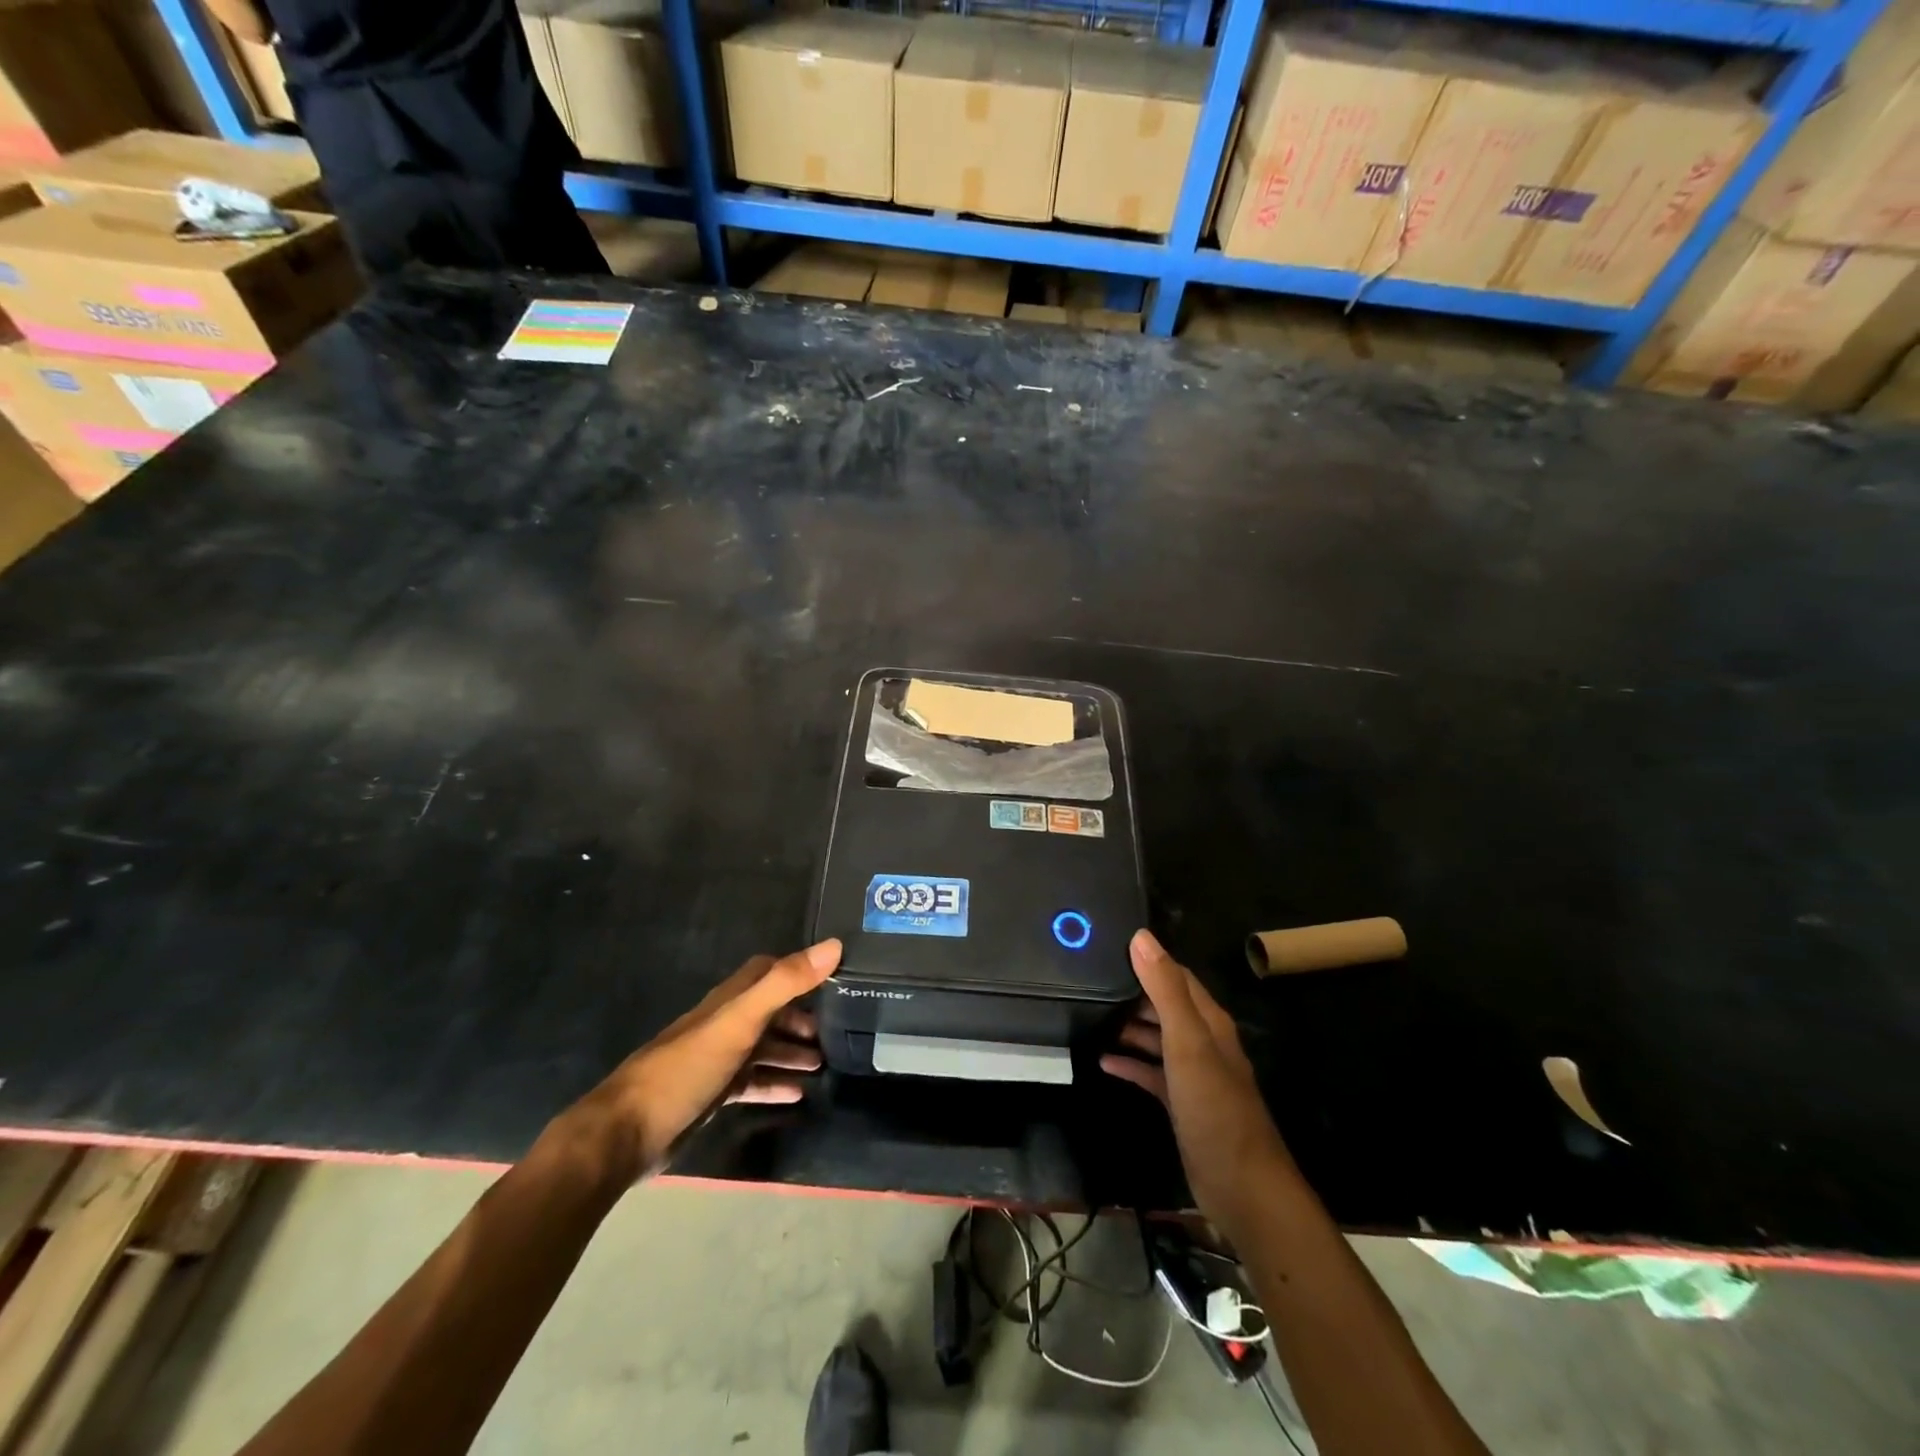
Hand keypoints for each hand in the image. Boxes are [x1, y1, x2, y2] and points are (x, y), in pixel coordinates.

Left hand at [564, 939, 841, 1182]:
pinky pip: (752, 1082)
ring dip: (792, 1052)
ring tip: (825, 1064)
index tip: (834, 978)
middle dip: (801, 1018)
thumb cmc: (686, 1068)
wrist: (626, 1134)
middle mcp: (724, 1024)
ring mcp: (716, 1061)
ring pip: (763, 1048)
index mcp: (729, 1001)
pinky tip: (799, 1094)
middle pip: (769, 1011)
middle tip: (836, 1032)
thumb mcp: (739, 1021)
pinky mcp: (712, 1095)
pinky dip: (775, 1083)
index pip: (767, 971)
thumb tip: (834, 946)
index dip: (799, 970)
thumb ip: (784, 983)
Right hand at [1102, 929, 1292, 1234]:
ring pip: (1157, 1038)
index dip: (1147, 960)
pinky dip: (1130, 1064)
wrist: (1242, 1187)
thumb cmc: (1214, 1106)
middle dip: (1132, 993)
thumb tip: (1140, 936)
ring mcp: (1193, 1075)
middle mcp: (1203, 1042)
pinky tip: (1103, 1062)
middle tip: (1089, 982)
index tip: (1109, 947)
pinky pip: (1151, 1073)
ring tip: (1090, 1017)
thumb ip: (1165, 989)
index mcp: (1209, 1021)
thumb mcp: (1187, 1041)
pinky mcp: (1182, 1104)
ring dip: (1129, 1027)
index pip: (1177, 976)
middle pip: (1165, 1005)